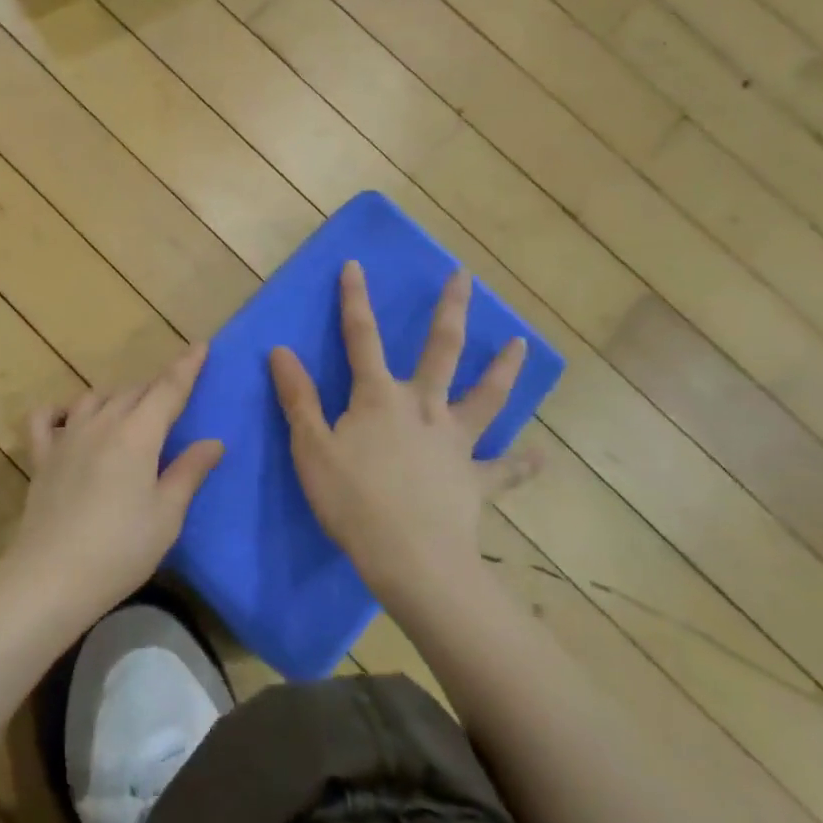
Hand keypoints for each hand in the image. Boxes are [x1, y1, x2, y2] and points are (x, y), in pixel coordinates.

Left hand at [9, 343, 224, 619]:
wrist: (52, 575)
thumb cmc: (120, 549)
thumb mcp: (167, 515)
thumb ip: (189, 472)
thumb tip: (213, 441)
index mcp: (137, 434)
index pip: (168, 389)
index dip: (186, 367)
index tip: (200, 345)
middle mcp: (101, 424)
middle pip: (133, 391)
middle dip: (156, 387)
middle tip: (172, 395)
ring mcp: (67, 437)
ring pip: (95, 398)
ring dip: (117, 396)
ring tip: (130, 408)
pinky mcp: (41, 456)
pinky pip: (46, 418)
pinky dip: (60, 410)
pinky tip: (70, 418)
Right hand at [269, 263, 538, 604]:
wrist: (411, 558)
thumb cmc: (351, 500)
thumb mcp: (310, 447)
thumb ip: (298, 398)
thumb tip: (281, 350)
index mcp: (378, 397)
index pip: (361, 337)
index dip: (354, 300)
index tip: (356, 264)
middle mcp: (423, 407)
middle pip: (440, 350)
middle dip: (450, 310)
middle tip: (465, 277)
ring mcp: (455, 442)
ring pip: (486, 398)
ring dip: (503, 370)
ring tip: (521, 345)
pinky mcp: (475, 479)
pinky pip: (505, 469)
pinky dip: (524, 463)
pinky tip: (542, 456)